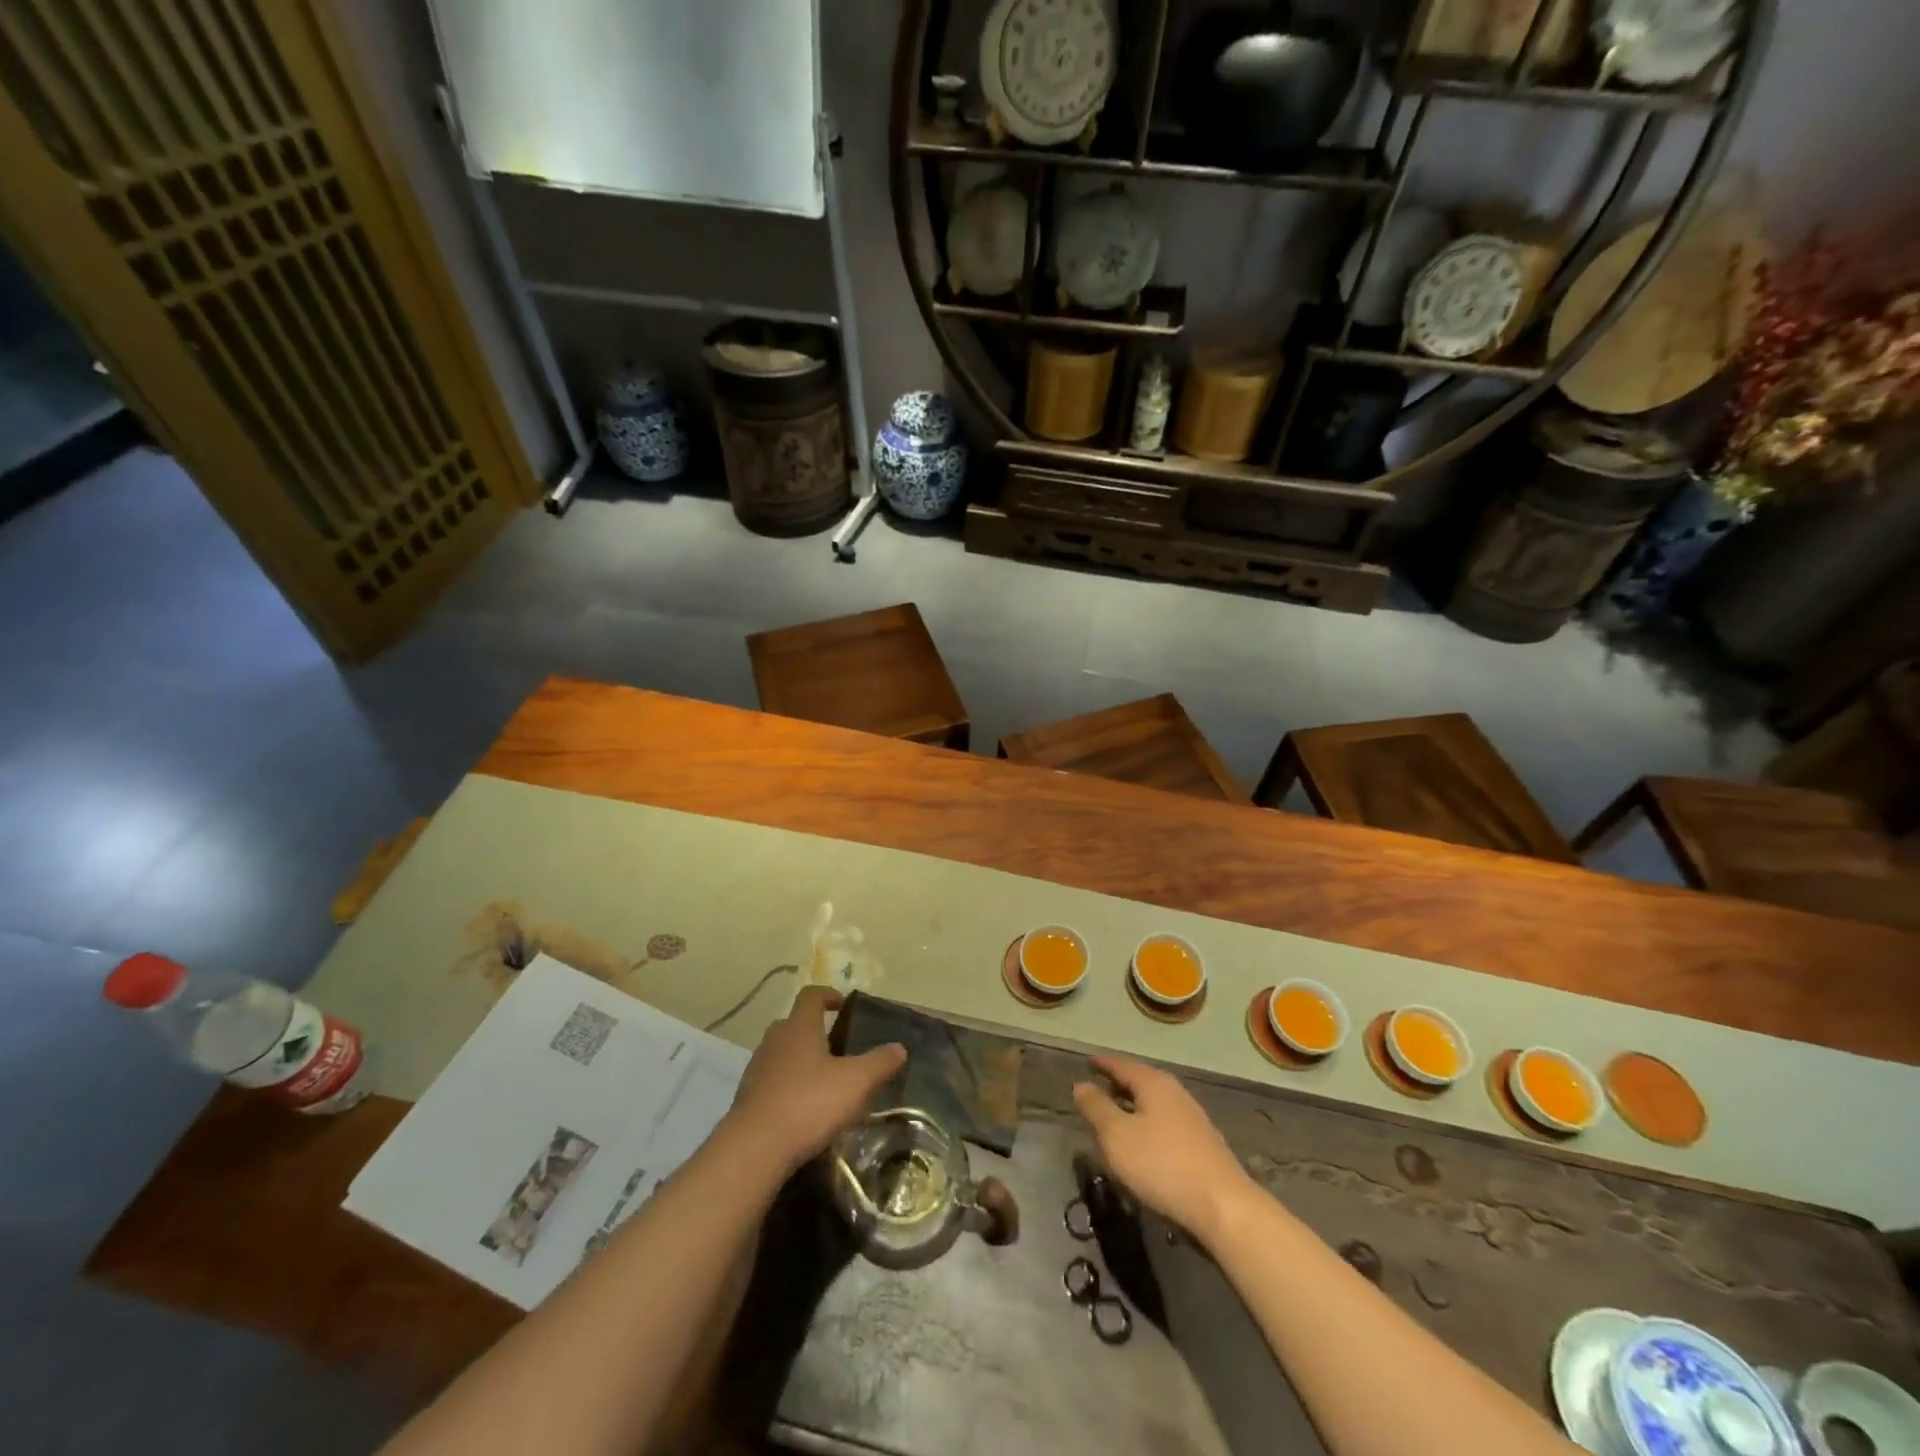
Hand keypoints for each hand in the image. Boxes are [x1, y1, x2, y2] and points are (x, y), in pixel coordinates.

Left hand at [727, 987, 905, 1176]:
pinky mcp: (748, 1097)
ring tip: (824, 1081)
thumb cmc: (809, 1103)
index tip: (843, 1004)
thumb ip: (880, 1063)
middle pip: (795, 1024)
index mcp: (799, 1027)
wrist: (754, 1149)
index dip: (828, 995)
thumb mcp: (856, 1082)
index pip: (811, 996)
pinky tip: (804, 1109)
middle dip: (815, 1030)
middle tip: (838, 1047)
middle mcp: (774, 1040)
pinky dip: (788, 1086)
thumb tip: (899, 1048)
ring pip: (782, 1053)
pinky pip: (772, 1081)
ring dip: (801, 1060)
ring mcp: (757, 1069)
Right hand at [1074, 1055, 1254, 1241]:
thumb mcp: (1116, 1136)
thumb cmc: (1161, 1165)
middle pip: (1140, 1082)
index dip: (1102, 1064)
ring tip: (1116, 1117)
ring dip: (1134, 1107)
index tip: (1087, 1061)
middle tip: (1098, 1088)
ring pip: (1154, 1104)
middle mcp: (1175, 1093)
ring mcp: (1193, 1119)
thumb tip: (1081, 1085)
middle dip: (1119, 1085)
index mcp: (1153, 1084)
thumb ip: (1096, 1108)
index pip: (1121, 1065)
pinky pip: (1166, 1124)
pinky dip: (1148, 1125)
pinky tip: (1143, 1144)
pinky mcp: (1203, 1145)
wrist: (1223, 1207)